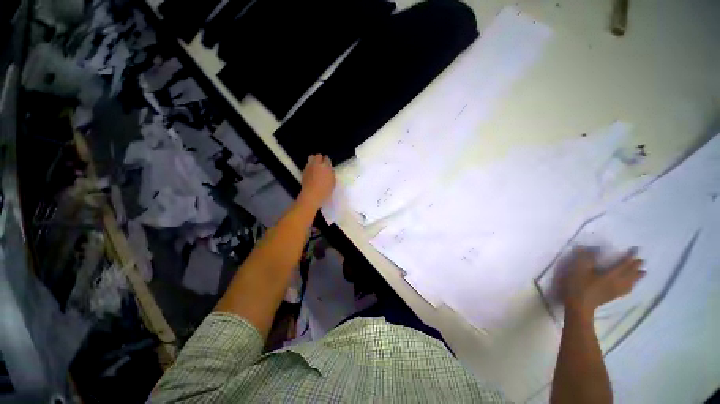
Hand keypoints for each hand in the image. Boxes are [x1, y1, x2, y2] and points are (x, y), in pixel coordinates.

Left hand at [298, 154, 335, 210]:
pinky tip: (312, 172)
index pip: (326, 158)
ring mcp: (309, 167)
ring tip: (316, 167)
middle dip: (320, 158)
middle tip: (322, 164)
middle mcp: (317, 164)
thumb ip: (332, 175)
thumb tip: (330, 171)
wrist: (311, 195)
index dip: (327, 160)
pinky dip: (310, 167)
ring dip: (314, 160)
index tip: (328, 164)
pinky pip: (307, 165)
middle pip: (318, 156)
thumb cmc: (325, 190)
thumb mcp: (333, 183)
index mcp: (325, 166)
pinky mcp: (304, 171)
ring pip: (311, 158)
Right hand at [561, 248, 644, 316]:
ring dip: (637, 277)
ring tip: (642, 273)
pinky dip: (631, 285)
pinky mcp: (612, 297)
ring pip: (630, 283)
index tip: (637, 251)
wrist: (578, 305)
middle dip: (636, 267)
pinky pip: (626, 290)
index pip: (624, 265)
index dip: (630, 257)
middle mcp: (617, 283)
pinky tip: (631, 286)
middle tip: (642, 261)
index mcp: (611, 275)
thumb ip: (587, 258)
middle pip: (630, 274)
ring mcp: (616, 291)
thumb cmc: (578, 285)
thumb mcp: (578, 269)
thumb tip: (596, 248)